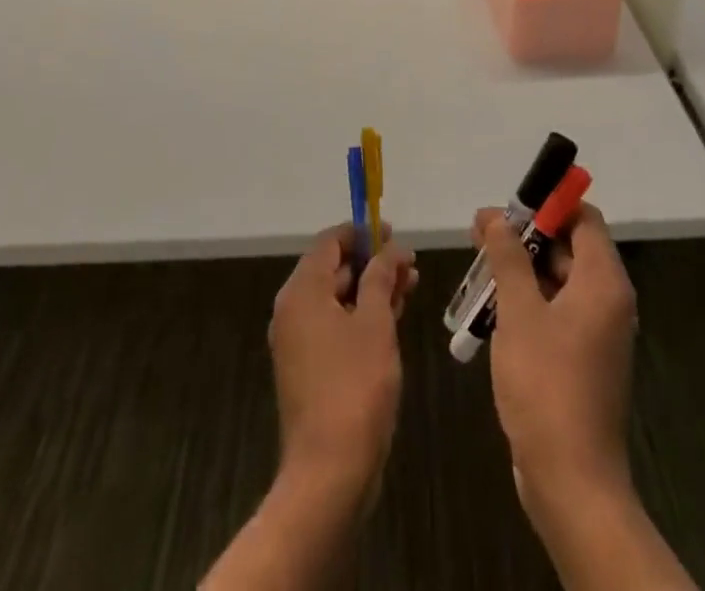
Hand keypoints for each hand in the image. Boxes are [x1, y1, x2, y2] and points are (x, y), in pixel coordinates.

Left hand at [269, 223, 418, 496]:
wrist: (329, 471)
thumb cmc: (354, 385)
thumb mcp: (375, 322)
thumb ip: (382, 277)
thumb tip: (391, 249)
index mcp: (302, 291)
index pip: (329, 242)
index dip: (362, 233)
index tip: (394, 233)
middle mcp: (293, 310)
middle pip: (333, 268)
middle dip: (372, 262)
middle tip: (410, 263)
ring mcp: (299, 342)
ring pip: (338, 299)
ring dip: (372, 289)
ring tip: (410, 285)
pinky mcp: (310, 368)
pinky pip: (336, 325)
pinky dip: (362, 315)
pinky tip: (394, 316)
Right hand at [475, 202, 636, 520]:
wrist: (572, 482)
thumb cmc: (546, 384)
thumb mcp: (519, 312)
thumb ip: (508, 257)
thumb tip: (496, 217)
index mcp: (603, 282)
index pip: (584, 218)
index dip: (549, 204)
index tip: (509, 204)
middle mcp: (608, 300)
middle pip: (569, 247)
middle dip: (525, 236)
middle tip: (479, 232)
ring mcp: (596, 332)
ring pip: (559, 280)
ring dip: (521, 269)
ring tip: (477, 266)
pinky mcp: (583, 359)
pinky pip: (557, 312)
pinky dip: (528, 301)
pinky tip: (491, 307)